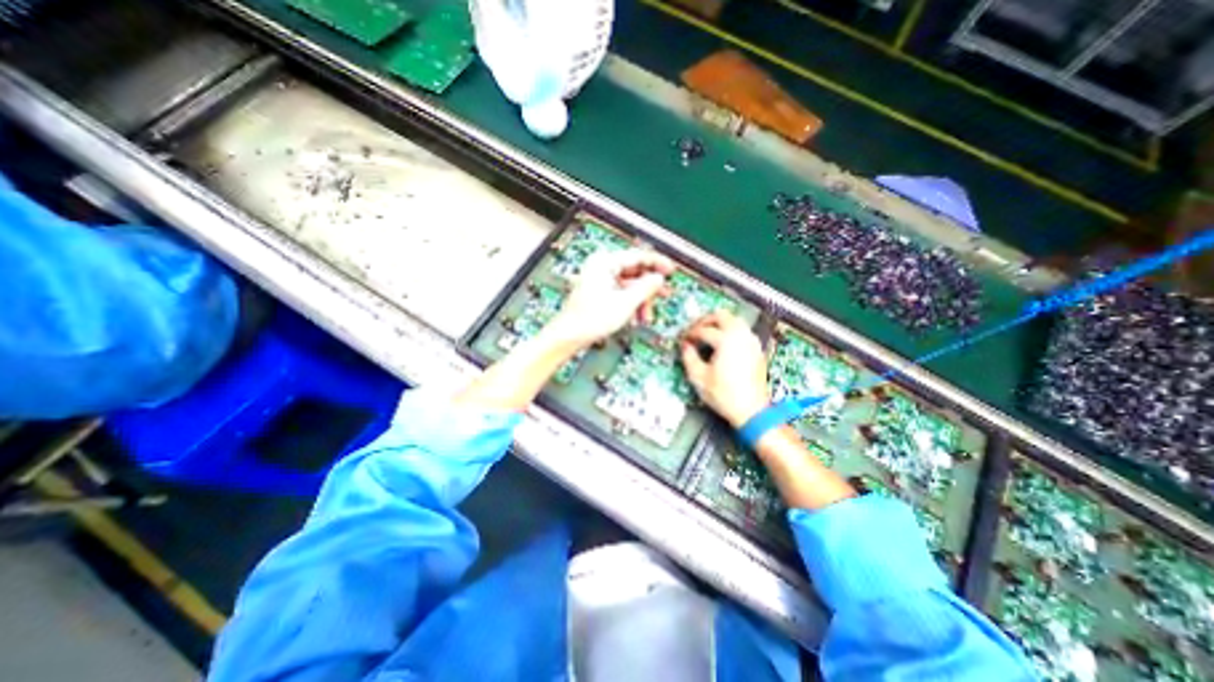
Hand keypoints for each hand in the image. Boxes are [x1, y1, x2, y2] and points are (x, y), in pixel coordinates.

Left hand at [550, 248, 679, 349]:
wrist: (569, 335)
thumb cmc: (590, 318)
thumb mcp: (625, 302)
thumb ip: (645, 288)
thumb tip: (658, 279)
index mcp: (604, 262)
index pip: (637, 256)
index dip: (657, 264)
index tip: (670, 270)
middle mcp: (601, 267)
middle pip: (634, 272)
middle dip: (648, 288)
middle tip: (663, 295)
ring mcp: (599, 279)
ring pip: (628, 285)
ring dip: (640, 300)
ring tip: (645, 316)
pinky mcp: (598, 291)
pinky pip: (620, 293)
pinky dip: (630, 304)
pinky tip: (634, 317)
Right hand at [683, 309, 765, 424]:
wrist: (751, 410)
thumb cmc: (723, 395)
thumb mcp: (698, 377)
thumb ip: (689, 357)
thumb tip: (685, 346)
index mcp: (726, 340)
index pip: (703, 330)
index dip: (690, 334)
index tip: (683, 341)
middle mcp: (741, 336)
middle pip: (721, 316)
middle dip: (705, 320)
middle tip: (695, 330)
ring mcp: (751, 341)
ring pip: (734, 320)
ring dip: (719, 323)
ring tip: (707, 334)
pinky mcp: (757, 349)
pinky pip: (742, 330)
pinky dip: (730, 330)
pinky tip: (722, 343)